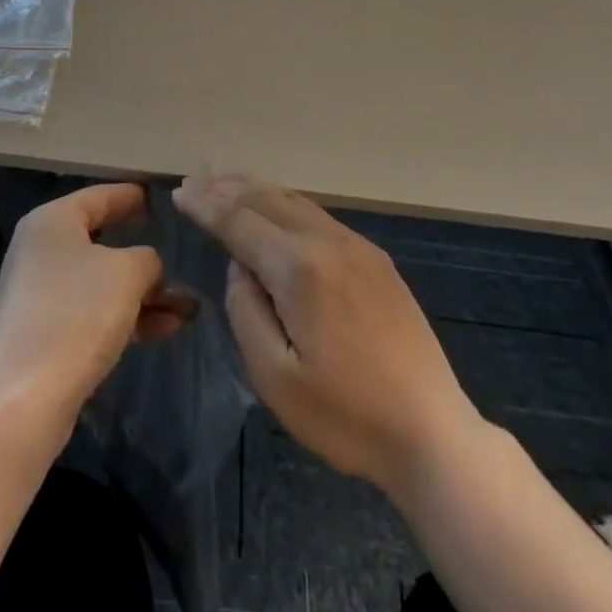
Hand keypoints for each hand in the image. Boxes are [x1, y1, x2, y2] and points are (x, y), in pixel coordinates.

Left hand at [0, 183, 194, 430]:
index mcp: (53, 221)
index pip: (99, 195)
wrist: (21, 402)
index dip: (131, 195)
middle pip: (102, 240)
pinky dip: (129, 316)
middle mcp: (42, 250)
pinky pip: (96, 312)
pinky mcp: (47, 335)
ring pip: (103, 282)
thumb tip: (149, 267)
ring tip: (188, 305)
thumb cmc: (75, 315)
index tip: (159, 196)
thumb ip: (148, 259)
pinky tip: (167, 327)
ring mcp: (42, 295)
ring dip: (145, 292)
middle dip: (145, 253)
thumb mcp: (126, 273)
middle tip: (179, 247)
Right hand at [175, 174, 477, 494]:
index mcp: (300, 268)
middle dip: (227, 187)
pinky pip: (317, 216)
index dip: (206, 205)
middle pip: (267, 200)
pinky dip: (284, 204)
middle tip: (194, 180)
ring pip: (295, 202)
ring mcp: (357, 246)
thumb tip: (241, 268)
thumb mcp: (275, 378)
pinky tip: (275, 210)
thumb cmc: (346, 415)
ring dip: (256, 190)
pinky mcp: (375, 259)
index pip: (240, 221)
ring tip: (226, 183)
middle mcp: (328, 242)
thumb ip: (246, 311)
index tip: (179, 192)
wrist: (432, 431)